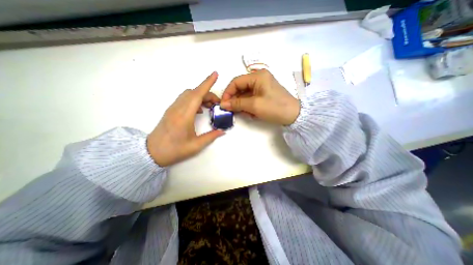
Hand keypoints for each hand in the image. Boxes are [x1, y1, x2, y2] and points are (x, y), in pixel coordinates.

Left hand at [148, 72, 223, 165]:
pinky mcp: (171, 110)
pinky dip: (194, 99)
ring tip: (209, 106)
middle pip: (194, 92)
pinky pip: (184, 99)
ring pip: (188, 94)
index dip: (207, 83)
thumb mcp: (195, 146)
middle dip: (208, 93)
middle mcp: (178, 108)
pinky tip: (199, 110)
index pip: (197, 95)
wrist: (152, 152)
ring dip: (200, 96)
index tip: (215, 74)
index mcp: (184, 116)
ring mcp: (173, 108)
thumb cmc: (174, 150)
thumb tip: (222, 131)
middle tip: (217, 103)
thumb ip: (211, 137)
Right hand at [221, 70, 298, 124]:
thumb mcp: (254, 105)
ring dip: (242, 104)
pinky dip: (248, 105)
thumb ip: (237, 103)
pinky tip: (250, 113)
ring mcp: (262, 86)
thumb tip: (223, 104)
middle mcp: (259, 78)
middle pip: (240, 88)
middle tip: (231, 110)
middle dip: (235, 99)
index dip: (228, 92)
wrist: (294, 115)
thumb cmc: (274, 107)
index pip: (236, 82)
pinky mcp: (264, 94)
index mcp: (257, 76)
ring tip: (243, 113)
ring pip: (245, 94)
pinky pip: (251, 98)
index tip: (223, 104)